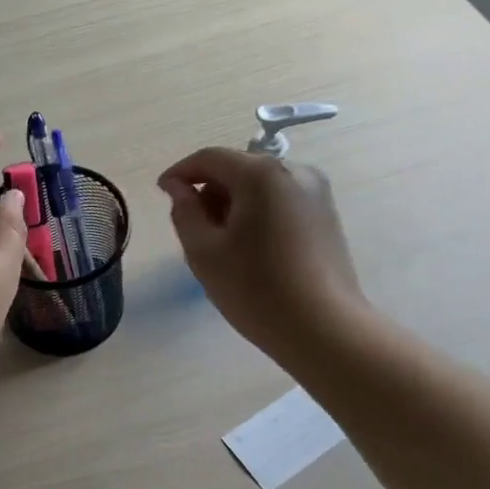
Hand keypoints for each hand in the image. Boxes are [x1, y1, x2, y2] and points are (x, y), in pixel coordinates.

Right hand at [157, 147, 363, 355]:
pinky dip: (258, 213)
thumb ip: (184, 211)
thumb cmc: (256, 289)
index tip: (162, 193)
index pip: (210, 158)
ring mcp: (316, 192)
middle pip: (238, 168)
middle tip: (191, 228)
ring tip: (221, 243)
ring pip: (260, 186)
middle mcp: (294, 171)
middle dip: (209, 190)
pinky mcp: (327, 215)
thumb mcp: (204, 251)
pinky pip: (280, 201)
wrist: (325, 330)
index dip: (181, 172)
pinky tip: (250, 249)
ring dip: (233, 203)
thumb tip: (178, 188)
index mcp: (261, 174)